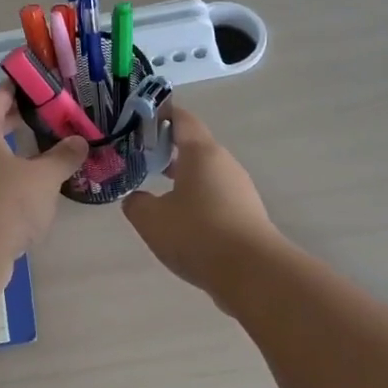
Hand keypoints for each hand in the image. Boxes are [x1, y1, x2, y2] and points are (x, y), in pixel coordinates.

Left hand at [0, 85, 88, 269]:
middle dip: (16, 120)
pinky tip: (29, 190)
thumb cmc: (4, 205)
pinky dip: (8, 179)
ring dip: (13, 152)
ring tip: (42, 152)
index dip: (14, 88)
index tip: (36, 83)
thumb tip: (80, 141)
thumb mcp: (43, 178)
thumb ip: (63, 157)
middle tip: (46, 115)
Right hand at [121, 107, 281, 305]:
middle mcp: (224, 164)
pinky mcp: (246, 214)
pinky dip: (197, 200)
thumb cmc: (197, 234)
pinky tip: (182, 222)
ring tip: (157, 192)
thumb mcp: (151, 220)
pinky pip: (216, 197)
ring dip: (183, 178)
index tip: (140, 118)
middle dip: (168, 150)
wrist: (252, 272)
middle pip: (194, 147)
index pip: (182, 119)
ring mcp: (239, 189)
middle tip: (141, 158)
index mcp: (201, 153)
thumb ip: (136, 204)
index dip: (161, 114)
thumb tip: (136, 199)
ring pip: (206, 174)